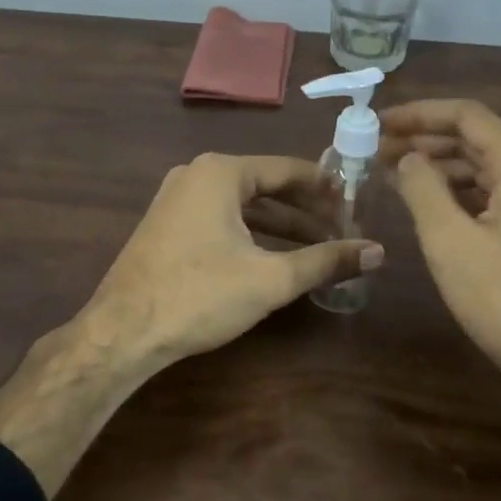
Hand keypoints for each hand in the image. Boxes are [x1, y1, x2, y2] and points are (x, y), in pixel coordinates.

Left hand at [79, 153, 383, 370]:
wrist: (123, 331)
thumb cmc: (200, 295)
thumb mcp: (270, 279)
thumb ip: (326, 261)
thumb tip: (378, 251)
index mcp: (221, 172)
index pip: (287, 169)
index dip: (326, 188)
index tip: (357, 204)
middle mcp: (197, 175)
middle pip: (265, 186)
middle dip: (305, 210)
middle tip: (343, 230)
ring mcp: (177, 199)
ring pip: (243, 206)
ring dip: (281, 226)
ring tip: (319, 247)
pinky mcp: (168, 225)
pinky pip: (221, 219)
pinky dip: (252, 234)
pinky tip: (275, 258)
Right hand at [381, 99, 500, 387]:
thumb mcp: (450, 240)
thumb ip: (422, 188)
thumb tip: (406, 158)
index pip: (467, 116)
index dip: (418, 113)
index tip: (377, 122)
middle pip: (476, 139)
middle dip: (424, 139)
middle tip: (375, 149)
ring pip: (484, 168)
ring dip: (439, 167)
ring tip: (391, 175)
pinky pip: (493, 195)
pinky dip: (457, 193)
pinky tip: (427, 205)